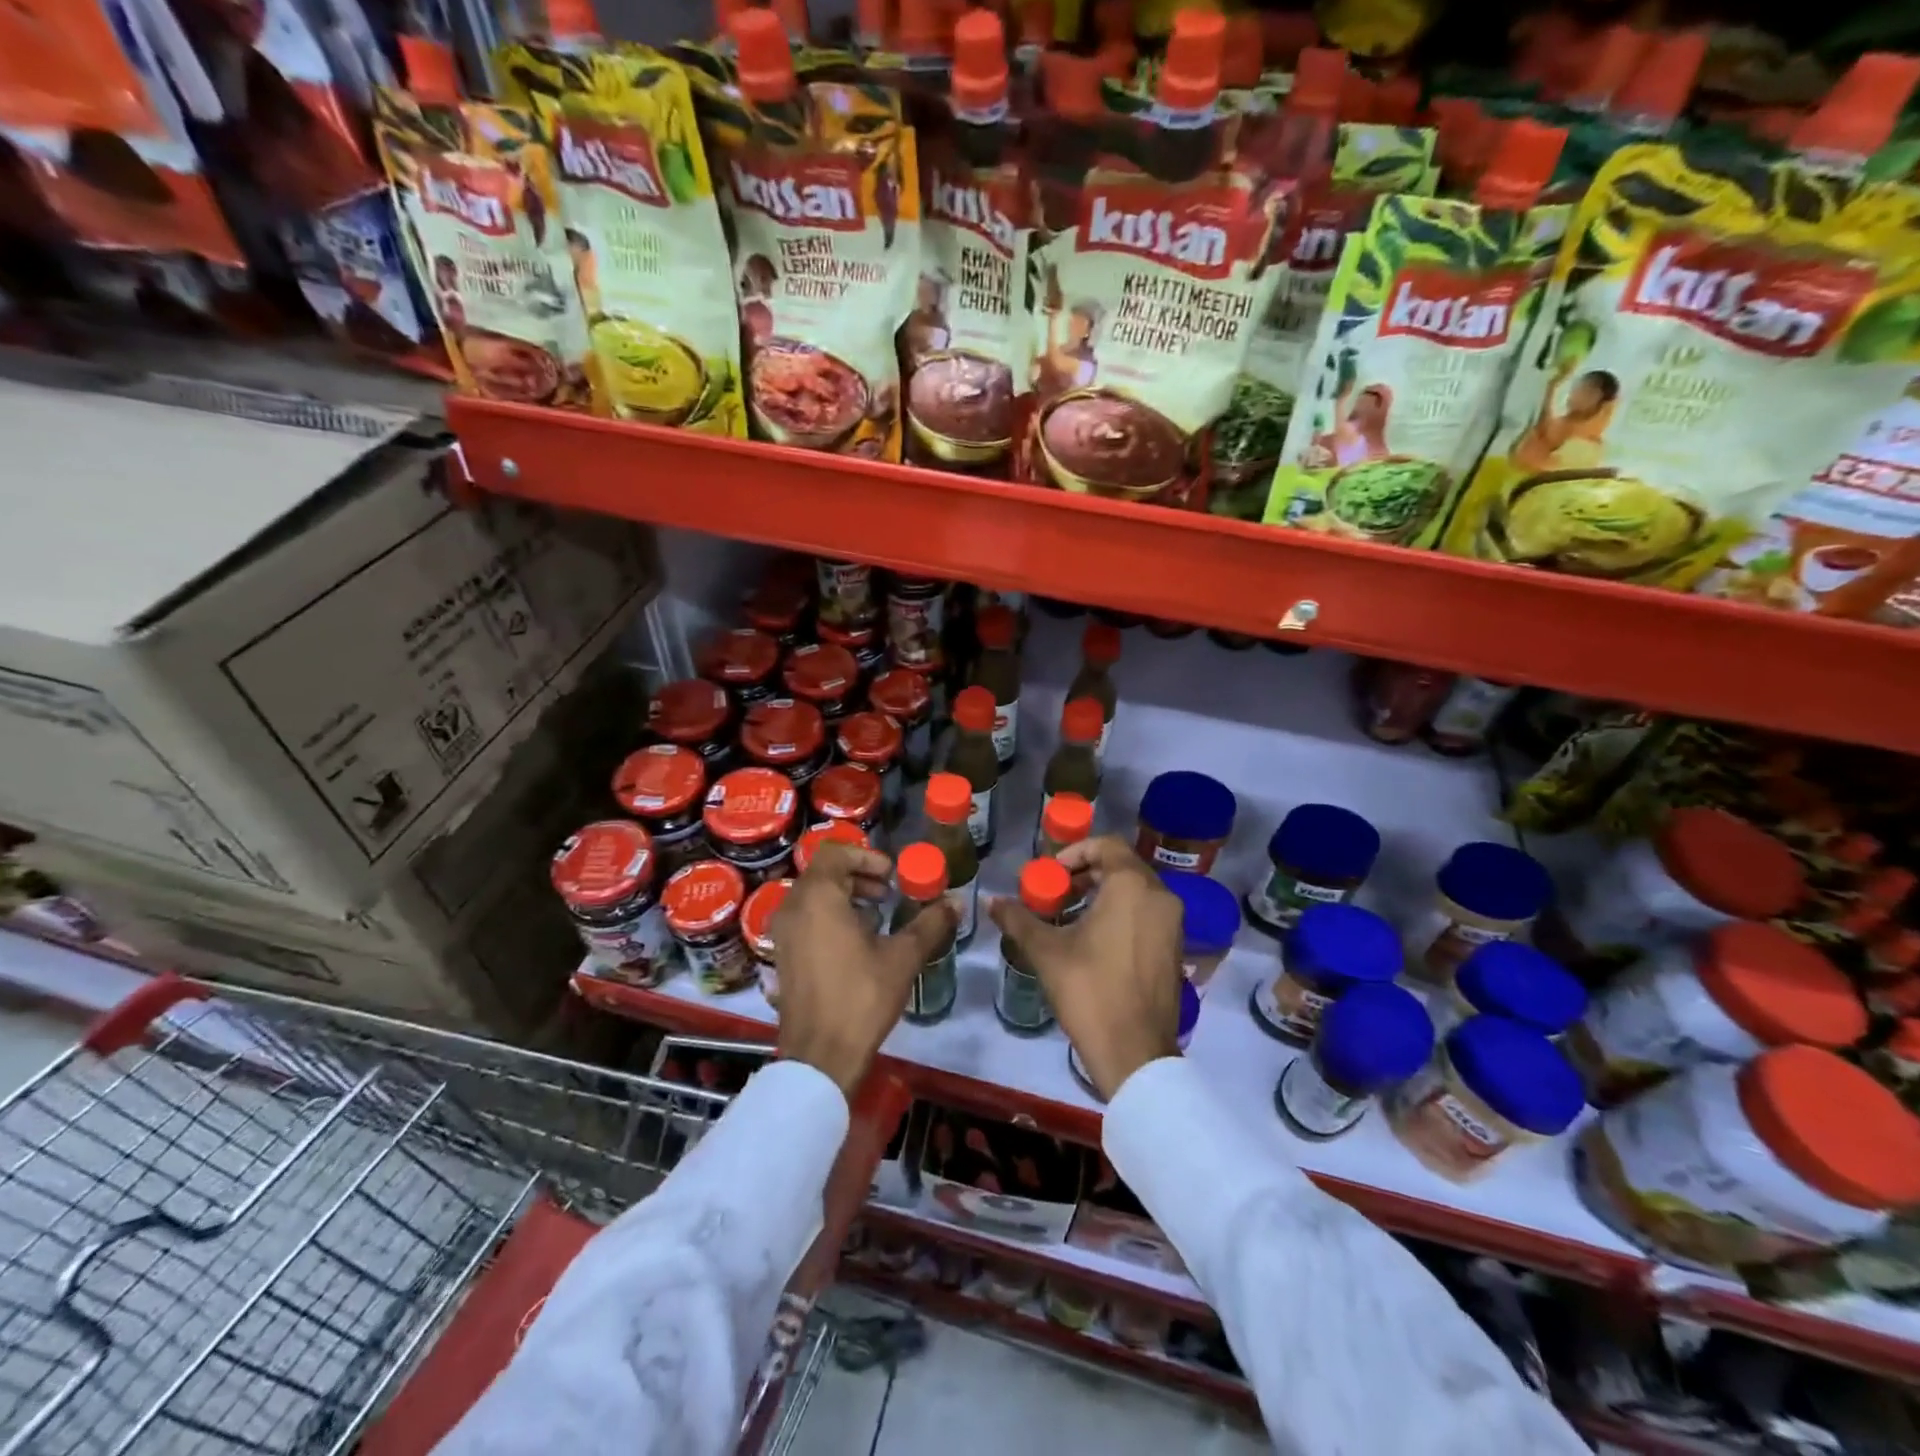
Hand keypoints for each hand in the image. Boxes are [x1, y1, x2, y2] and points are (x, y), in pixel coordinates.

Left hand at [772, 842, 956, 1098]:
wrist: (820, 1056)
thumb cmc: (861, 997)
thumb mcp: (902, 957)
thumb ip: (930, 924)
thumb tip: (957, 902)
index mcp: (818, 898)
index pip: (836, 853)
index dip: (866, 857)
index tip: (892, 876)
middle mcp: (793, 907)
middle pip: (824, 872)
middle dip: (859, 877)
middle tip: (889, 893)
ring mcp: (783, 933)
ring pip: (813, 896)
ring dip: (845, 896)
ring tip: (877, 916)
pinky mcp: (782, 955)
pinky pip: (805, 918)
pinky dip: (830, 916)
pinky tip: (857, 942)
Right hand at [989, 836, 1183, 1099]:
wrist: (1134, 1052)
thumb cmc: (1089, 990)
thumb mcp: (1046, 950)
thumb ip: (1018, 918)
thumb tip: (989, 899)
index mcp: (1132, 886)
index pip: (1106, 845)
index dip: (1075, 853)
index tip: (1050, 875)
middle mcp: (1160, 896)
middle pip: (1122, 866)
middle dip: (1086, 874)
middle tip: (1056, 894)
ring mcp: (1173, 923)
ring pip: (1136, 891)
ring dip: (1103, 894)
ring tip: (1071, 917)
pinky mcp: (1176, 948)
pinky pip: (1148, 914)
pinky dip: (1122, 913)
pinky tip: (1095, 941)